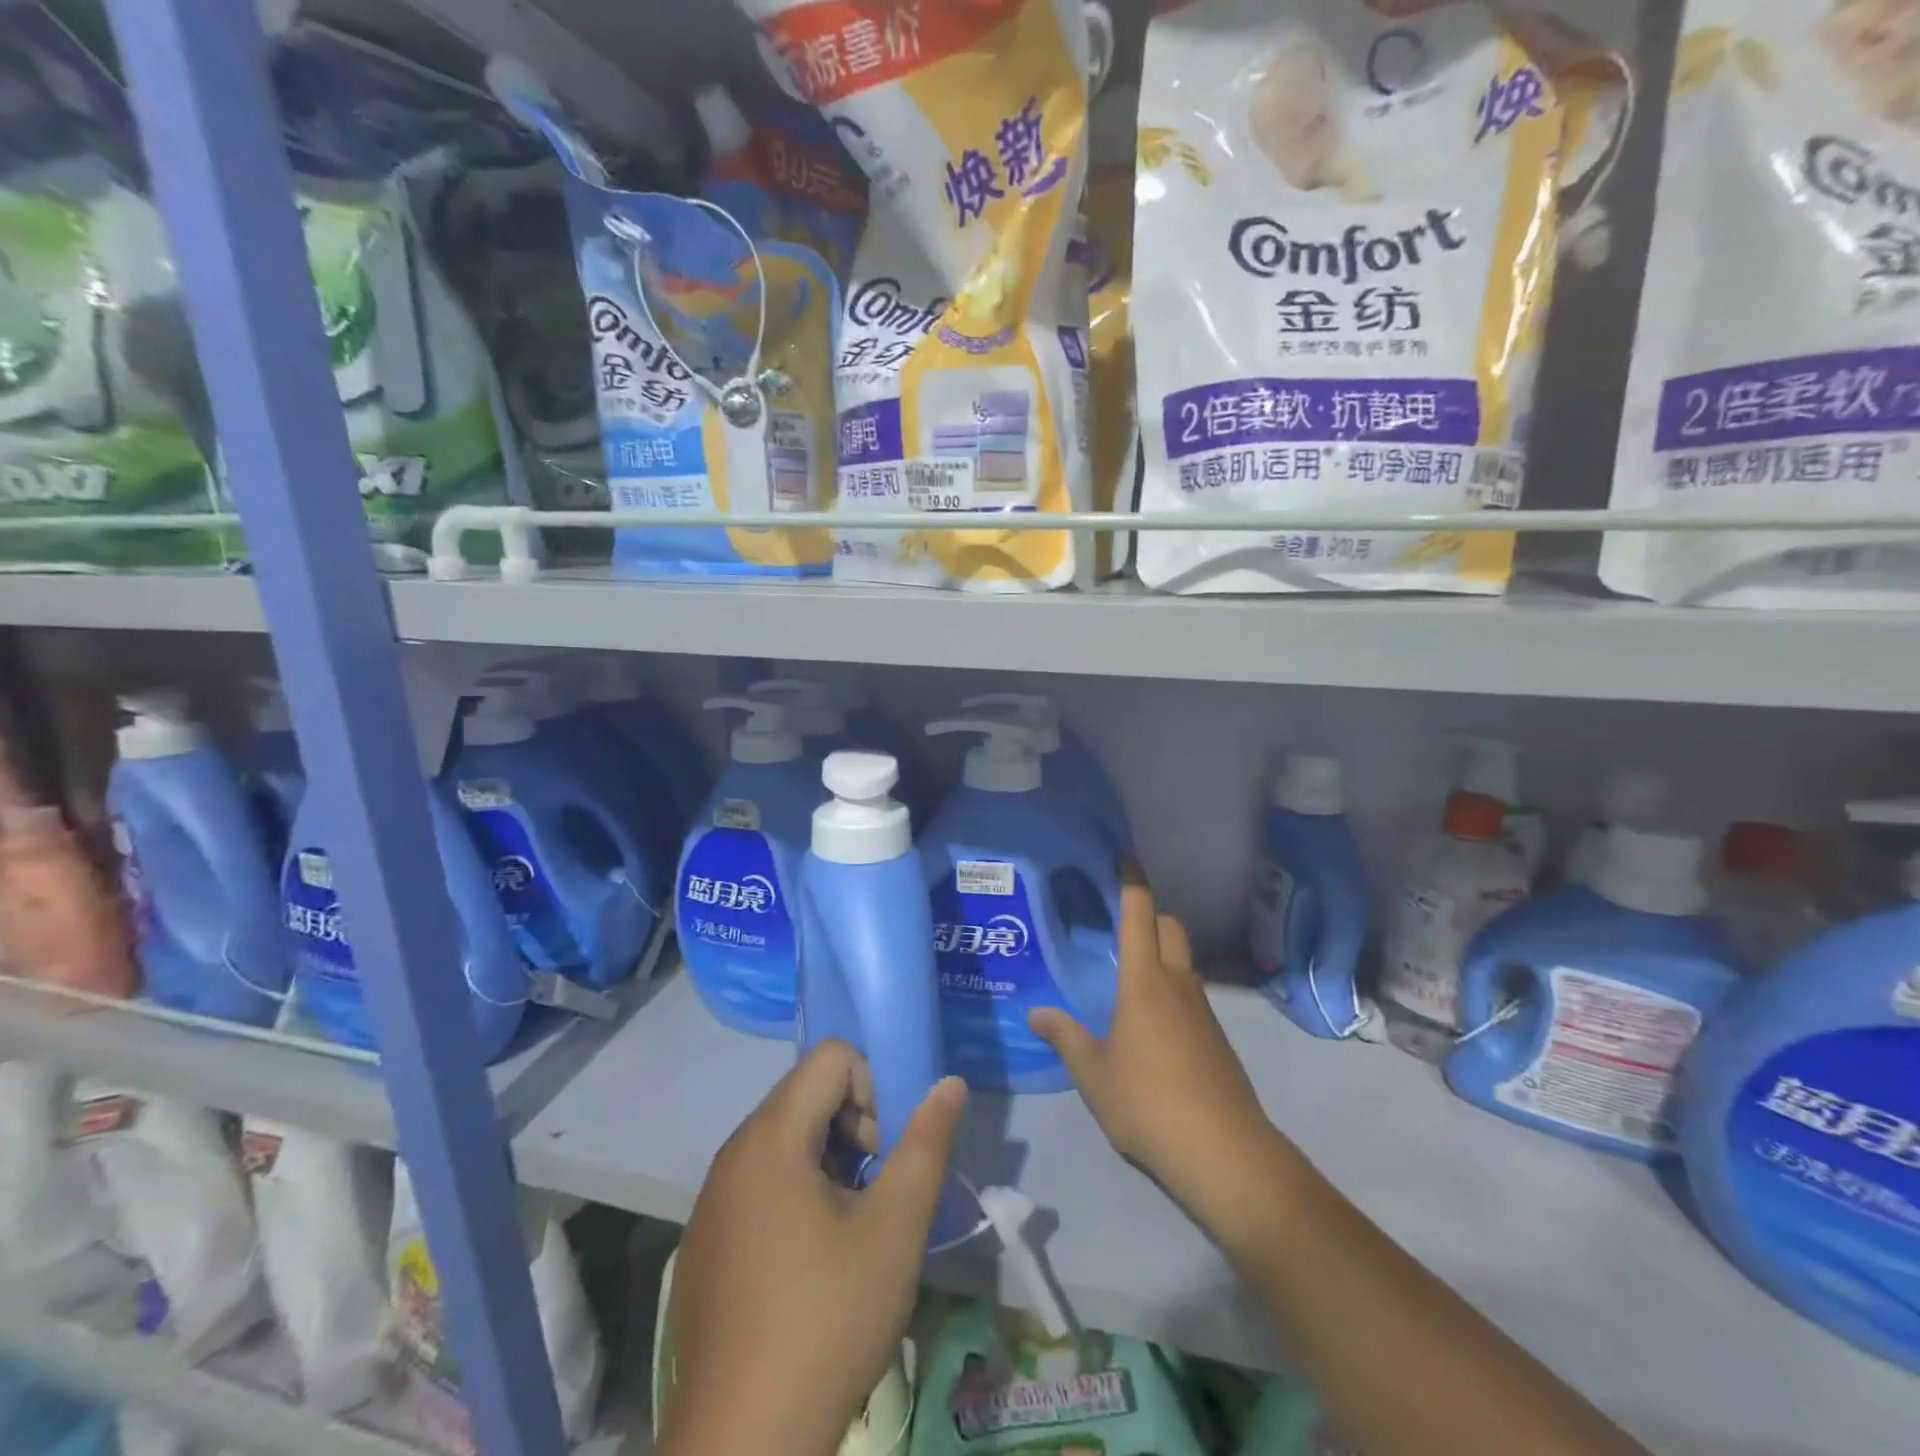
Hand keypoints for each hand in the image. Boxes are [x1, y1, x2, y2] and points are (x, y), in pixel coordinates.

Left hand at [662, 1041, 966, 1455]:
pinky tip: (809, 1268)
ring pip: (784, 1140)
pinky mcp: (704, 1241)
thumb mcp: (895, 1230)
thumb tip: (950, 1083)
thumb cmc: (826, 1322)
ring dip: (827, 1163)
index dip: (872, 1090)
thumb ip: (926, 1144)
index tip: (883, 1157)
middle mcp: (733, 1153)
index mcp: (771, 1137)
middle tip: (873, 1196)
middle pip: (806, 1094)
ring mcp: (712, 1200)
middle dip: (853, 1127)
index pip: (832, 1058)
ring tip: (848, 1232)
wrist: (740, 1449)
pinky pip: (758, 1182)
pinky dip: (795, 1195)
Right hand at [1029, 864, 1295, 1248]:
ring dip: (1163, 954)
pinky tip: (1153, 1022)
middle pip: (1170, 928)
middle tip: (1121, 923)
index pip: (1140, 915)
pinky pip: (1192, 995)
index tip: (1126, 859)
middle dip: (1150, 914)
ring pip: (1184, 962)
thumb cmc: (1147, 1100)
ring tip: (1130, 973)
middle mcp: (1178, 984)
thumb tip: (1036, 1013)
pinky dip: (1173, 989)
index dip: (1133, 883)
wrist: (1223, 1151)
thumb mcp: (1093, 1072)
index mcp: (1145, 982)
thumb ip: (1065, 1037)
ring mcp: (1204, 1011)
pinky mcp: (1218, 1039)